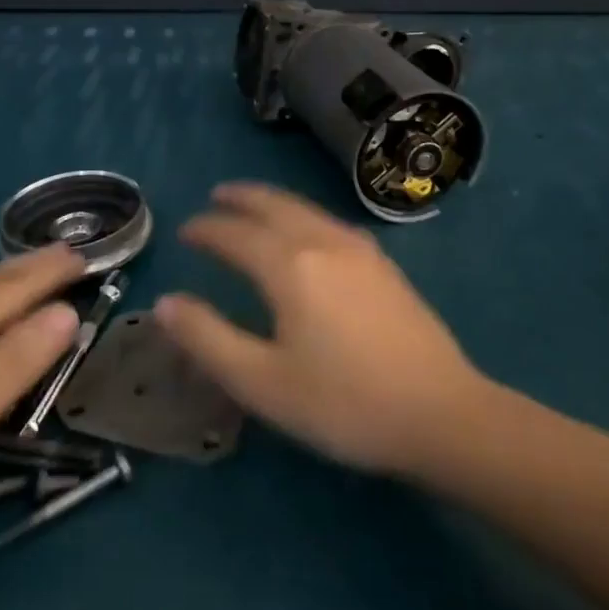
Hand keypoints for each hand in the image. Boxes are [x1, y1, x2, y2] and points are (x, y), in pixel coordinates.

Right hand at [156, 183, 488, 476]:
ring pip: (306, 208)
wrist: (442, 413)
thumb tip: (165, 303)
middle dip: (241, 197)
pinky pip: (329, 221)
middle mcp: (323, 242)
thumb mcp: (263, 383)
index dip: (206, 230)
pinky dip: (303, 214)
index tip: (185, 232)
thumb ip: (209, 339)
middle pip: (275, 205)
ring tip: (253, 205)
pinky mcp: (384, 264)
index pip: (235, 234)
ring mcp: (360, 249)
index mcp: (289, 266)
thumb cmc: (344, 403)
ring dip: (273, 201)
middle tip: (216, 196)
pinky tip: (307, 231)